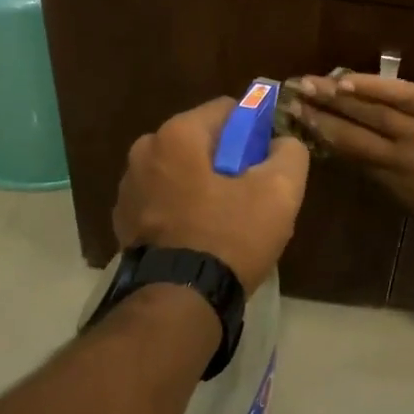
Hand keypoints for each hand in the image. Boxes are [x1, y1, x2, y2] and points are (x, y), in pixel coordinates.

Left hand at [112, 98, 310, 294]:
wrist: (178, 304)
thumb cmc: (229, 236)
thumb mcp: (280, 190)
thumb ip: (290, 151)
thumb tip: (281, 142)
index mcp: (177, 133)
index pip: (228, 109)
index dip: (255, 130)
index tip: (268, 161)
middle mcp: (145, 150)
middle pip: (202, 140)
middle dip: (228, 159)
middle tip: (251, 193)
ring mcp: (129, 187)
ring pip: (182, 170)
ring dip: (203, 184)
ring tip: (227, 220)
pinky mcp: (124, 220)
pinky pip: (165, 199)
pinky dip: (183, 208)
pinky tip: (201, 236)